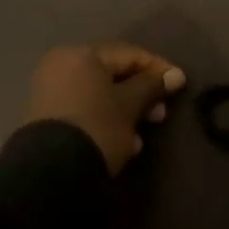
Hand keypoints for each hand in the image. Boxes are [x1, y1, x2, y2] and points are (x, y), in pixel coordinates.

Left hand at [25, 44, 185, 174]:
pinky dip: (106, 122)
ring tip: (141, 136)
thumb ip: (152, 86)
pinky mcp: (48, 120)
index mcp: (81, 55)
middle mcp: (62, 67)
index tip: (180, 84)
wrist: (51, 173)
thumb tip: (176, 75)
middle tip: (161, 114)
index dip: (158, 68)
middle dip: (141, 94)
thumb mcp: (130, 105)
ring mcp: (51, 94)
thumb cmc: (97, 127)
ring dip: (126, 112)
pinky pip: (86, 112)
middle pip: (113, 75)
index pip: (129, 54)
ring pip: (100, 96)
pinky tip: (122, 144)